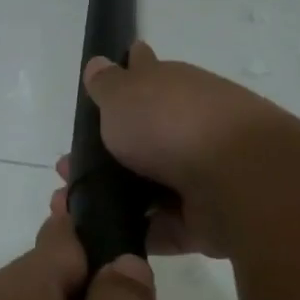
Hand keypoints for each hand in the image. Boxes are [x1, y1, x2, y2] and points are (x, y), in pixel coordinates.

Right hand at [50, 40, 299, 258]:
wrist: (235, 178)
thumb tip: (101, 62)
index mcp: (175, 90)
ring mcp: (200, 175)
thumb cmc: (171, 125)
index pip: (145, 77)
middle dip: (102, 155)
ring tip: (68, 209)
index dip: (121, 82)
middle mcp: (190, 128)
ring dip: (109, 199)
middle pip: (141, 141)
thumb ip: (107, 84)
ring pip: (146, 189)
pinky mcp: (204, 220)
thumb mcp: (124, 95)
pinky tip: (96, 237)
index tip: (94, 97)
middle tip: (65, 169)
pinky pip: (161, 228)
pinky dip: (133, 233)